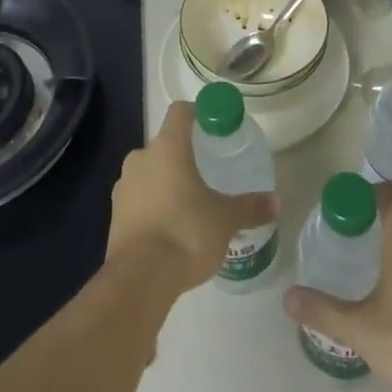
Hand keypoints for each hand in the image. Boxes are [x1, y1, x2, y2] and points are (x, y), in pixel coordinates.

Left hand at [107, 100, 278, 293]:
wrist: (139, 279)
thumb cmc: (186, 233)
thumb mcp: (225, 220)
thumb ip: (250, 207)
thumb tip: (277, 201)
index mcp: (168, 147)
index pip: (181, 111)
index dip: (198, 114)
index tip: (215, 128)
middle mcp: (141, 157)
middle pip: (165, 144)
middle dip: (184, 155)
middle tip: (208, 173)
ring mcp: (123, 186)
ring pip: (149, 172)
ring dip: (166, 182)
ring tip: (190, 205)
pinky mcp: (114, 215)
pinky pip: (138, 199)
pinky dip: (153, 206)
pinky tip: (170, 229)